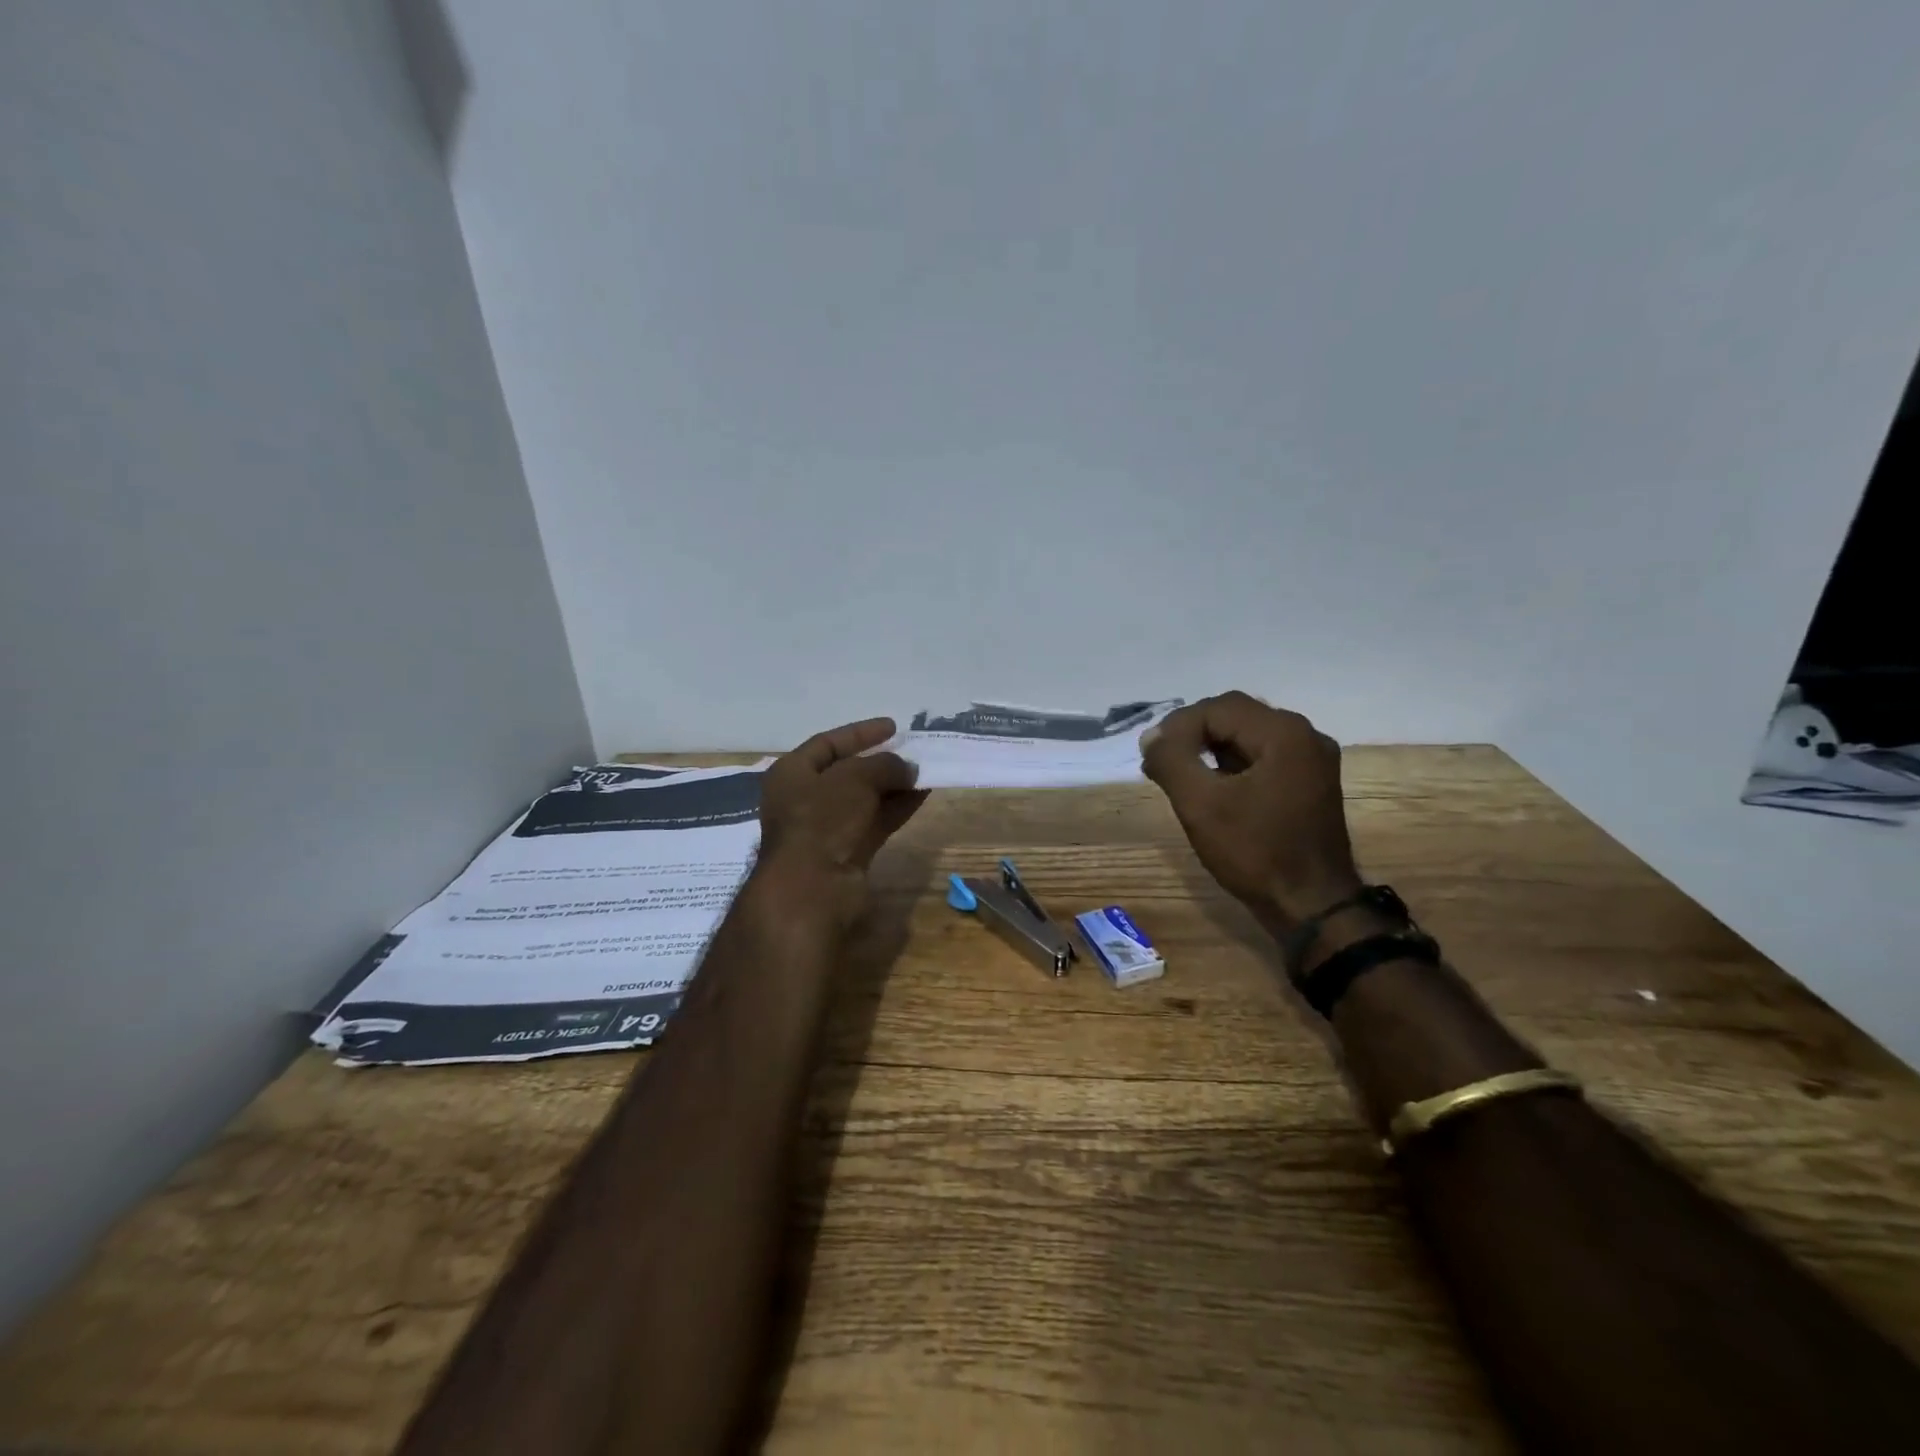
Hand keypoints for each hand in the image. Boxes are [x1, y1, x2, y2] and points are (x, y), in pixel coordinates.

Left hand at [756, 718, 927, 918]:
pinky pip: (875, 822)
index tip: (893, 727)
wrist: (813, 888)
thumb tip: (908, 768)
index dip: (860, 733)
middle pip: (847, 772)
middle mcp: (804, 799)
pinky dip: (897, 808)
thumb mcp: (855, 778)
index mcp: (792, 773)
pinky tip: (922, 796)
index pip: (827, 743)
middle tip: (912, 752)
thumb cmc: (823, 819)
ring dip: (894, 786)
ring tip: (924, 773)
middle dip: (881, 762)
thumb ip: (884, 765)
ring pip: (864, 799)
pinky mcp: (846, 853)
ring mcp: (826, 828)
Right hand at [1141, 692, 1361, 931]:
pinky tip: (1211, 787)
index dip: (1178, 726)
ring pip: (1249, 736)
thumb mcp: (1200, 804)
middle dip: (1193, 733)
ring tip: (1179, 773)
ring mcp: (1312, 760)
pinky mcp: (1310, 783)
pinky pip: (1263, 757)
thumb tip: (1151, 737)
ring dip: (1210, 748)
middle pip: (1236, 715)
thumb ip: (1171, 760)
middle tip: (1161, 760)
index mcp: (1284, 733)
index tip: (1151, 755)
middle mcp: (1305, 736)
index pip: (1218, 708)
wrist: (1312, 907)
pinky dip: (1232, 764)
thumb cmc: (1255, 852)